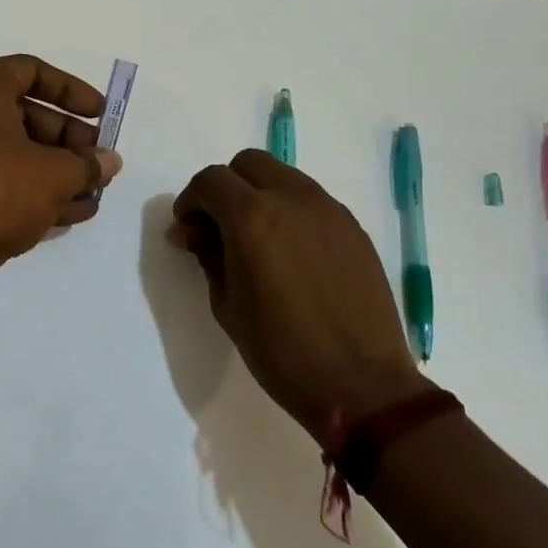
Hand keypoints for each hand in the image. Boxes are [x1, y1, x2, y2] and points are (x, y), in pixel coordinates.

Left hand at [0, 56, 120, 303]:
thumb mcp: (55, 174)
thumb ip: (88, 164)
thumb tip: (109, 161)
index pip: (31, 71)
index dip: (72, 91)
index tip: (101, 115)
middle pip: (24, 114)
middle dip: (68, 140)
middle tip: (99, 162)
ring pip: (13, 152)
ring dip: (57, 170)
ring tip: (95, 192)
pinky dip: (32, 190)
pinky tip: (72, 213)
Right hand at [169, 150, 429, 444]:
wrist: (360, 383)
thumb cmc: (281, 351)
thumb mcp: (227, 305)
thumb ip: (207, 255)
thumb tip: (191, 232)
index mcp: (252, 217)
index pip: (211, 181)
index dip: (191, 200)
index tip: (187, 229)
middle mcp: (292, 199)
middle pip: (249, 163)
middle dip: (226, 187)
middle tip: (218, 225)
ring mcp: (328, 209)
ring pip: (283, 176)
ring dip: (260, 194)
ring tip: (256, 238)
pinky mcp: (352, 227)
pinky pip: (311, 200)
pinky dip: (290, 210)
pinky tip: (290, 251)